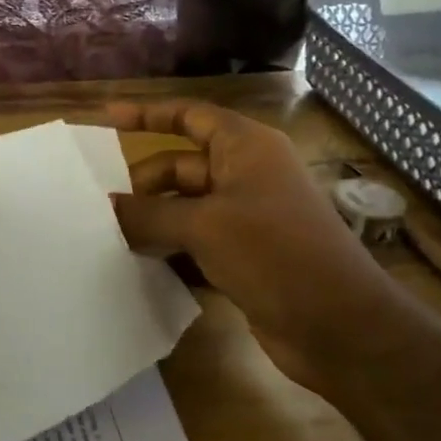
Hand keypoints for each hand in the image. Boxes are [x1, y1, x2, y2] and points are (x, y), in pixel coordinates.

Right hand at [103, 101, 407, 390]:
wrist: (340, 326)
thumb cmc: (274, 253)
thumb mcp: (203, 226)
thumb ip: (148, 214)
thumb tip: (105, 208)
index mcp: (246, 149)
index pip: (190, 116)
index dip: (148, 114)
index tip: (107, 118)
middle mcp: (247, 176)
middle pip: (180, 168)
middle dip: (142, 186)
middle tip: (100, 210)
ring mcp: (247, 218)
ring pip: (185, 209)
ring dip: (152, 222)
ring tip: (108, 238)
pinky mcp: (245, 256)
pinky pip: (195, 243)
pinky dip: (169, 251)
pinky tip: (138, 267)